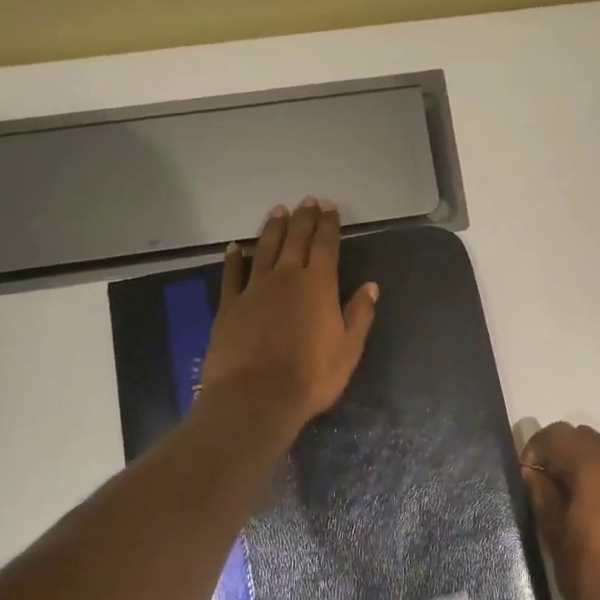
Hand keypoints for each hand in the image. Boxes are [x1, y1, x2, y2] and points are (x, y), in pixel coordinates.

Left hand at [200, 199, 378, 435]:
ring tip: (278, 211)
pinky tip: (235, 247)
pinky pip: (231, 274)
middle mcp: (287, 277)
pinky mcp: (229, 305)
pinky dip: (234, 258)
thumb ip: (359, 314)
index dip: (329, 224)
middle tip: (308, 200)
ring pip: (265, 249)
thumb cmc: (310, 377)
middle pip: (296, 239)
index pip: (326, 245)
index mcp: (319, 285)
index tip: (330, 207)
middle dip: (304, 218)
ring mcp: (254, 289)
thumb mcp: (349, 349)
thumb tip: (370, 286)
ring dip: (273, 228)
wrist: (255, 398)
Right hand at [521, 423, 599, 599]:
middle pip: (583, 437)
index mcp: (594, 468)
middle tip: (542, 481)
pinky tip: (591, 512)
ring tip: (565, 498)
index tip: (526, 473)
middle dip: (559, 451)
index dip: (536, 447)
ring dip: (581, 463)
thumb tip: (532, 471)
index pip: (559, 434)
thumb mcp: (555, 535)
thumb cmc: (590, 574)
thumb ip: (542, 495)